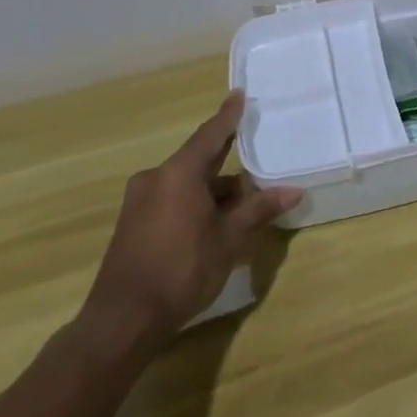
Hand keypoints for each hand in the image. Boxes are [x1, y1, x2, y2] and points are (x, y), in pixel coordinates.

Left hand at [79, 90, 301, 356]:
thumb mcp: (229, 239)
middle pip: (199, 160)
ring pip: (187, 183)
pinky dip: (196, 203)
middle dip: (228, 162)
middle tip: (256, 155)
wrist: (123, 321)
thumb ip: (259, 209)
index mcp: (178, 173)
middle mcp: (156, 179)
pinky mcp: (133, 224)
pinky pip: (172, 199)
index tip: (239, 94)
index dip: (228, 115)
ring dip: (214, 190)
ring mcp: (140, 202)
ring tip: (245, 203)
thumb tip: (294, 191)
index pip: (210, 134)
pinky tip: (217, 221)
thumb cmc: (182, 270)